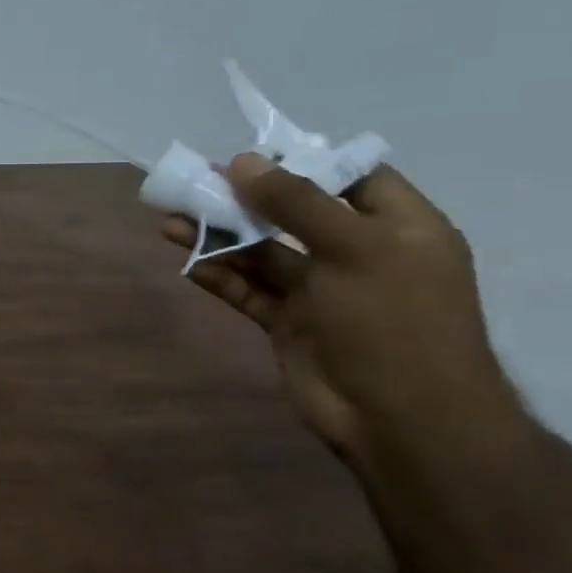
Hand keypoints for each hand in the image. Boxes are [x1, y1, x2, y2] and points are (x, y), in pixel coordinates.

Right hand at [162, 155, 518, 470]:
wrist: (399, 418)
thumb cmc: (392, 321)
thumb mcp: (352, 248)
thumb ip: (296, 203)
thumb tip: (244, 162)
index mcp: (399, 229)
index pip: (355, 178)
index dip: (306, 162)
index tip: (253, 154)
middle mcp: (359, 254)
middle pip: (295, 213)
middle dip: (247, 197)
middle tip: (199, 181)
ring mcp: (321, 290)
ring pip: (262, 251)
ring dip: (220, 234)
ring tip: (172, 218)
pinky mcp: (288, 321)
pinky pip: (247, 289)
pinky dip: (218, 274)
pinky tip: (186, 259)